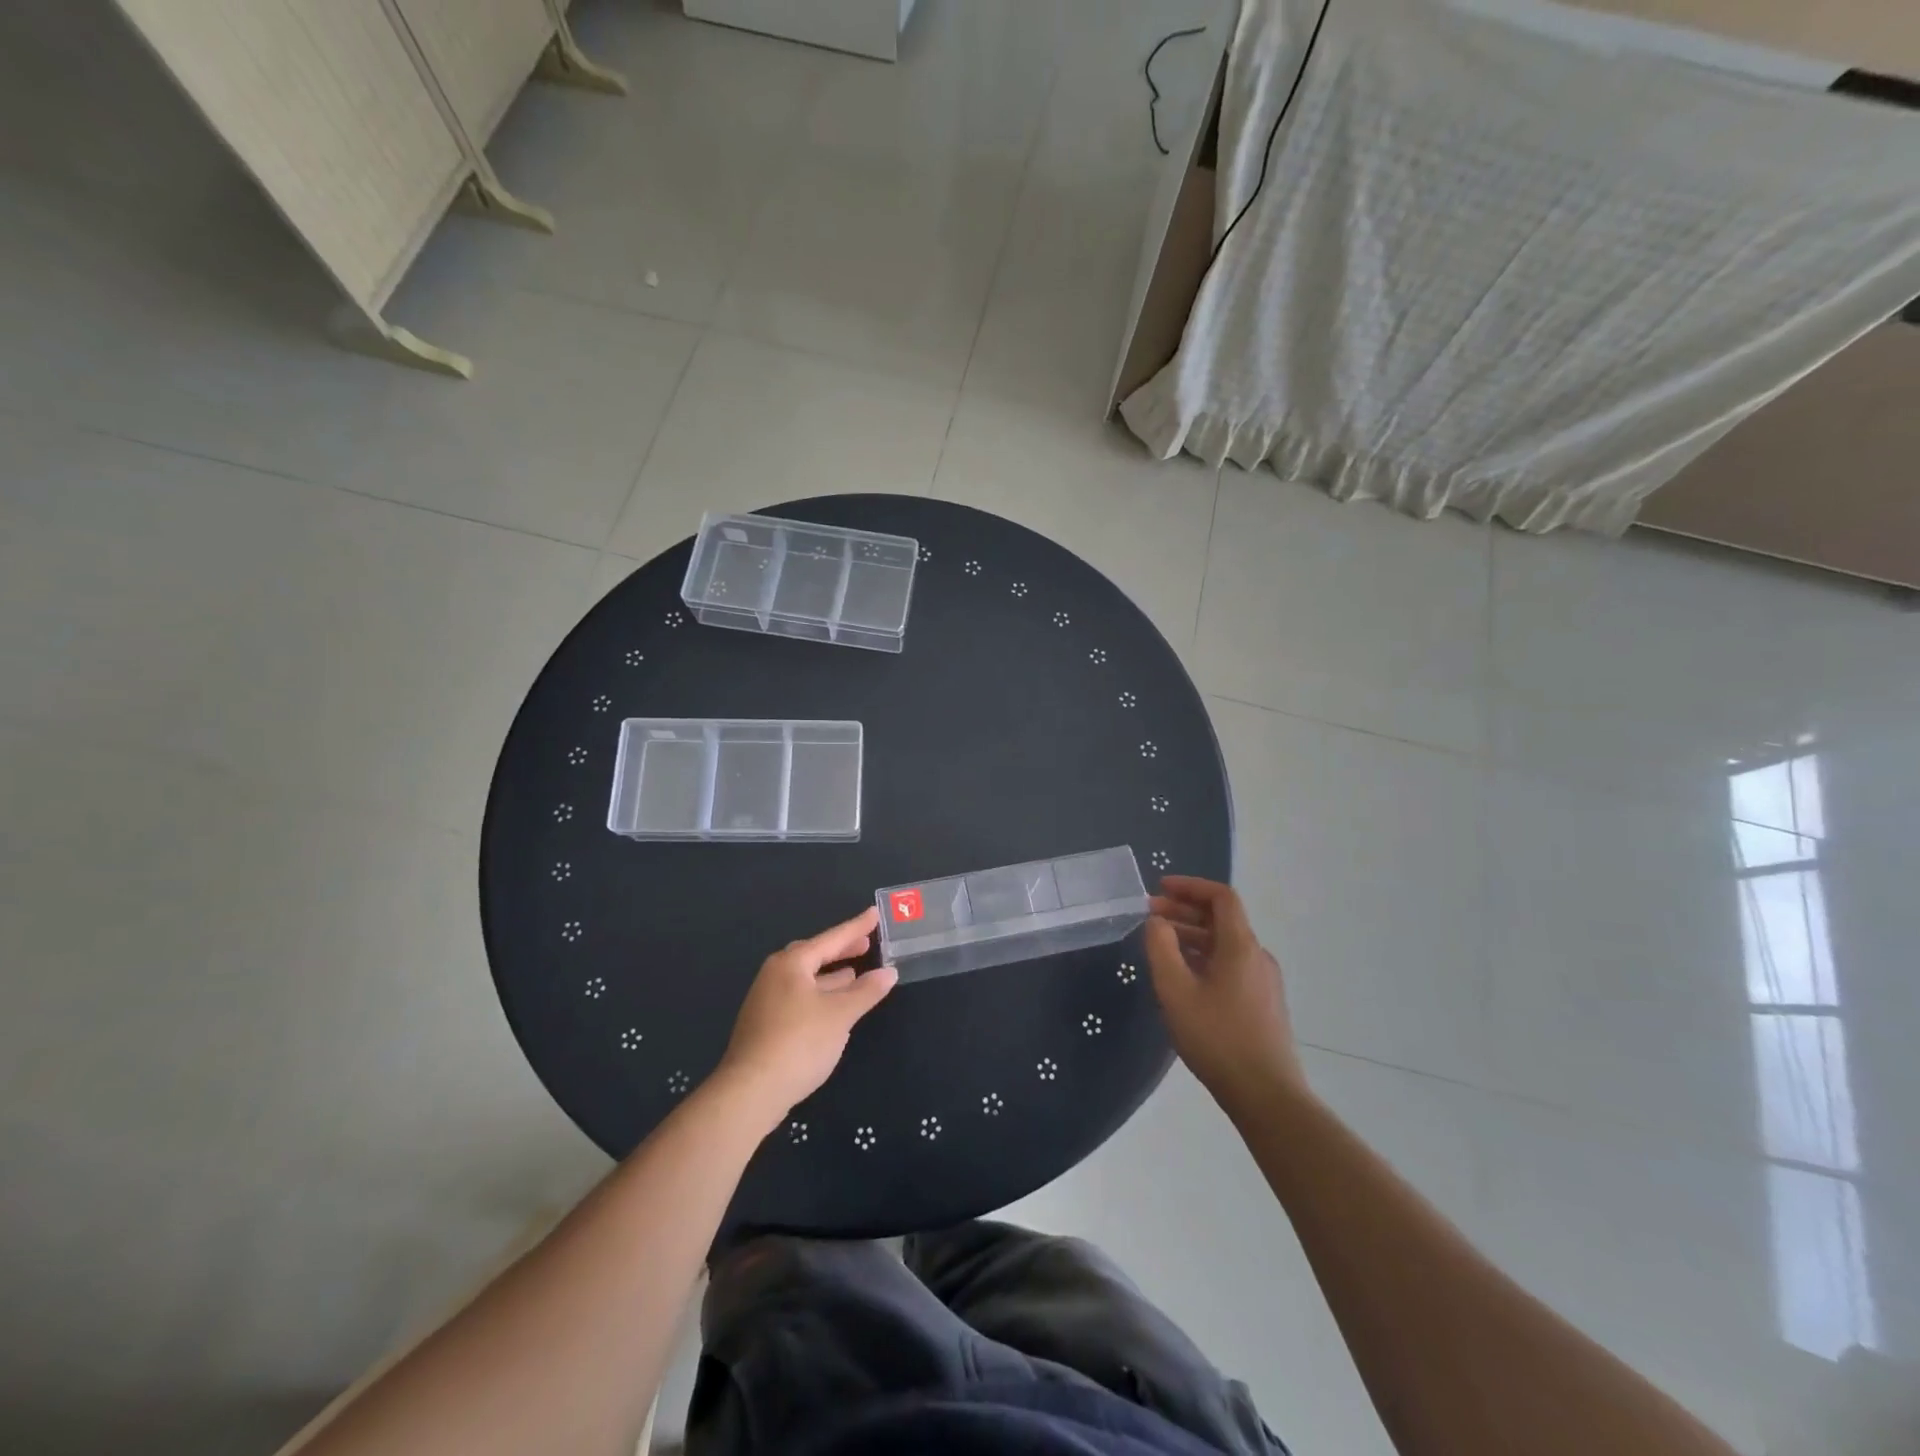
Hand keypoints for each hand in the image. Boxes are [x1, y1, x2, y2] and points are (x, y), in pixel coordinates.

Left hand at [715, 907, 897, 1123]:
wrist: (750, 1092)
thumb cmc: (799, 1042)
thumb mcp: (840, 1015)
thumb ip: (866, 991)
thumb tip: (888, 972)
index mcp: (792, 963)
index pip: (832, 938)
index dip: (856, 927)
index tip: (874, 913)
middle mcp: (775, 974)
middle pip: (814, 955)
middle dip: (841, 950)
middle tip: (867, 944)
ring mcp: (767, 999)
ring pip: (806, 978)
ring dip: (831, 975)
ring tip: (855, 974)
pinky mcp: (766, 1024)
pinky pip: (799, 996)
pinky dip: (820, 994)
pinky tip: (833, 1006)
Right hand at [1145, 876, 1306, 1108]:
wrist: (1266, 1096)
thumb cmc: (1218, 1038)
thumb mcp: (1176, 991)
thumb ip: (1161, 949)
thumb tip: (1157, 922)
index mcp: (1241, 946)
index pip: (1221, 897)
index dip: (1190, 886)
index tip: (1160, 889)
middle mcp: (1257, 956)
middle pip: (1222, 920)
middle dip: (1184, 912)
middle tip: (1150, 918)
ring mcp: (1263, 981)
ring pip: (1225, 945)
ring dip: (1192, 937)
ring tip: (1160, 947)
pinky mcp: (1263, 1004)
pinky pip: (1231, 966)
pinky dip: (1204, 958)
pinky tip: (1183, 979)